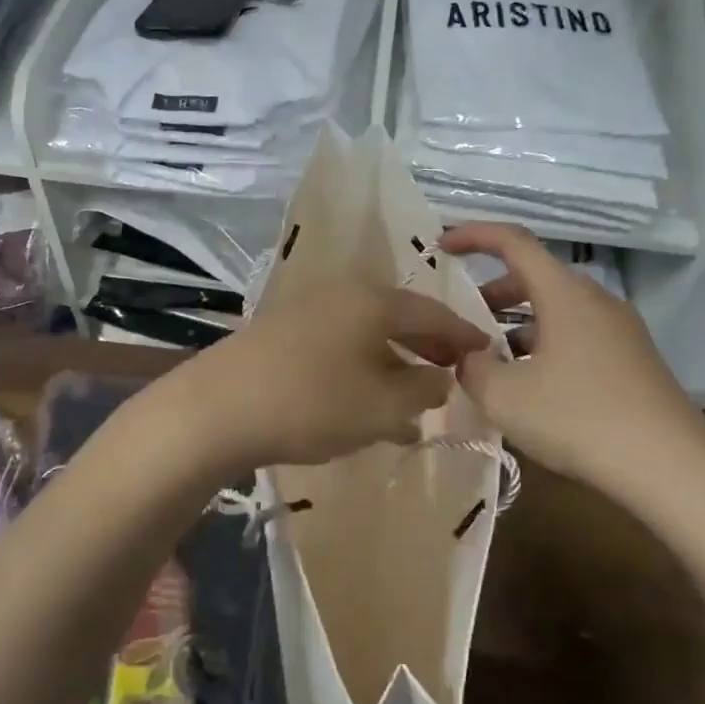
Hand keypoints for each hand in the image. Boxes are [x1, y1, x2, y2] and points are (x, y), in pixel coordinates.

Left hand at [164, 281, 490, 476]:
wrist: (217, 409)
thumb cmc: (312, 403)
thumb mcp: (382, 406)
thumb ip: (423, 390)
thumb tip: (441, 377)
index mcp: (374, 301)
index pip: (434, 313)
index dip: (464, 336)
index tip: (487, 353)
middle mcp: (342, 295)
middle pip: (400, 319)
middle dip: (428, 350)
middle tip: (451, 375)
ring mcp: (307, 311)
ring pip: (367, 336)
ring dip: (394, 366)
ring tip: (414, 402)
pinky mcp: (281, 334)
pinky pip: (339, 348)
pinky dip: (362, 371)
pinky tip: (366, 405)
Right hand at [439, 223, 704, 497]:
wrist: (670, 467)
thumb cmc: (579, 419)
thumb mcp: (505, 397)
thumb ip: (473, 368)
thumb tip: (470, 357)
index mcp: (564, 293)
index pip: (513, 242)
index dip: (473, 235)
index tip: (442, 245)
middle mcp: (595, 301)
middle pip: (535, 278)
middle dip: (492, 293)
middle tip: (463, 322)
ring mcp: (620, 330)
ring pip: (557, 311)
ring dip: (518, 326)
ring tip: (492, 362)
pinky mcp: (633, 360)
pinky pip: (577, 337)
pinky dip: (545, 346)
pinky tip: (532, 387)